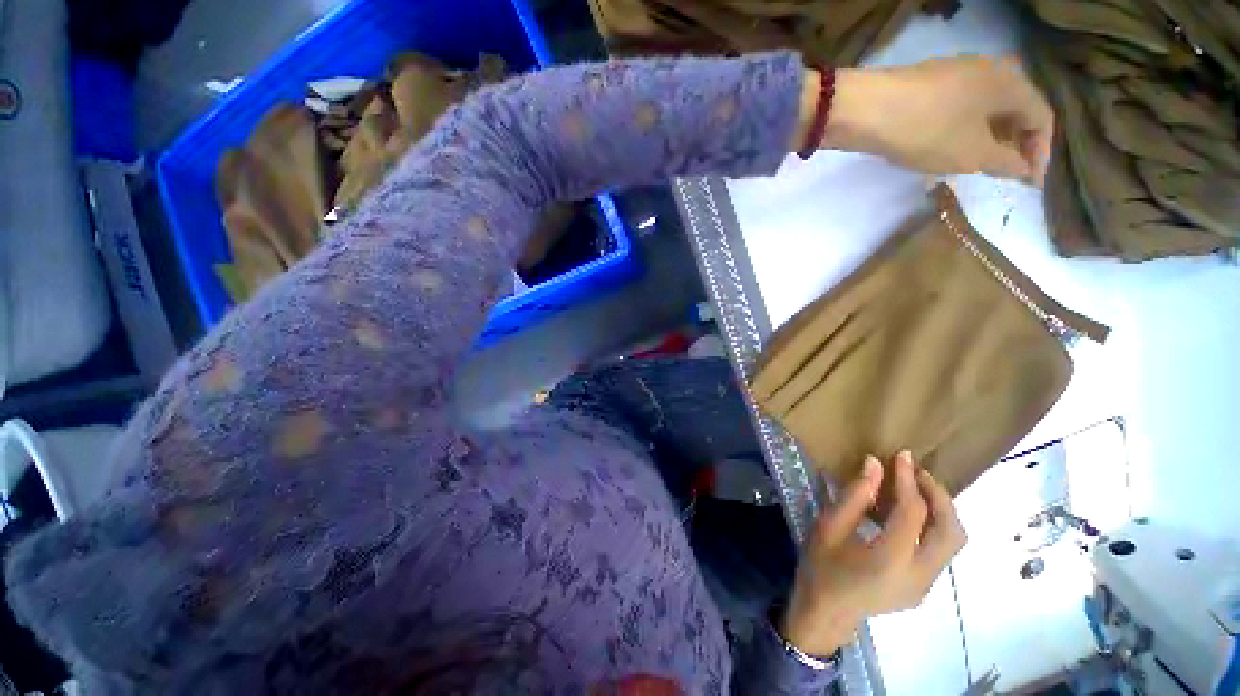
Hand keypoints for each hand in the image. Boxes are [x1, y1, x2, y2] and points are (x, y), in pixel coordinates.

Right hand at [779, 451, 966, 655]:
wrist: (827, 613)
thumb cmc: (821, 566)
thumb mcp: (828, 527)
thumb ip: (854, 496)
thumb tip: (874, 464)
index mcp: (889, 561)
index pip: (914, 513)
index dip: (909, 481)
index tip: (902, 456)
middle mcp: (919, 576)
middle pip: (950, 531)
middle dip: (939, 495)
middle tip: (916, 471)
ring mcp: (927, 586)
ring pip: (953, 542)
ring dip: (941, 510)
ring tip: (916, 488)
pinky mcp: (927, 588)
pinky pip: (941, 550)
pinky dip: (934, 525)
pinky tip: (909, 514)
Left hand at [813, 56, 1053, 185]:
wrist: (866, 109)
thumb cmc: (928, 130)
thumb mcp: (973, 154)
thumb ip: (1005, 162)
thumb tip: (1023, 168)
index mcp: (1012, 81)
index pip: (1042, 118)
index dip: (1040, 153)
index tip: (1029, 184)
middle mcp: (990, 69)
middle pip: (1014, 111)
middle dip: (1012, 146)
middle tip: (1003, 177)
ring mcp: (957, 73)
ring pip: (984, 111)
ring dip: (986, 140)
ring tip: (976, 169)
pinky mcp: (930, 84)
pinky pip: (959, 110)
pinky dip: (962, 132)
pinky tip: (949, 154)